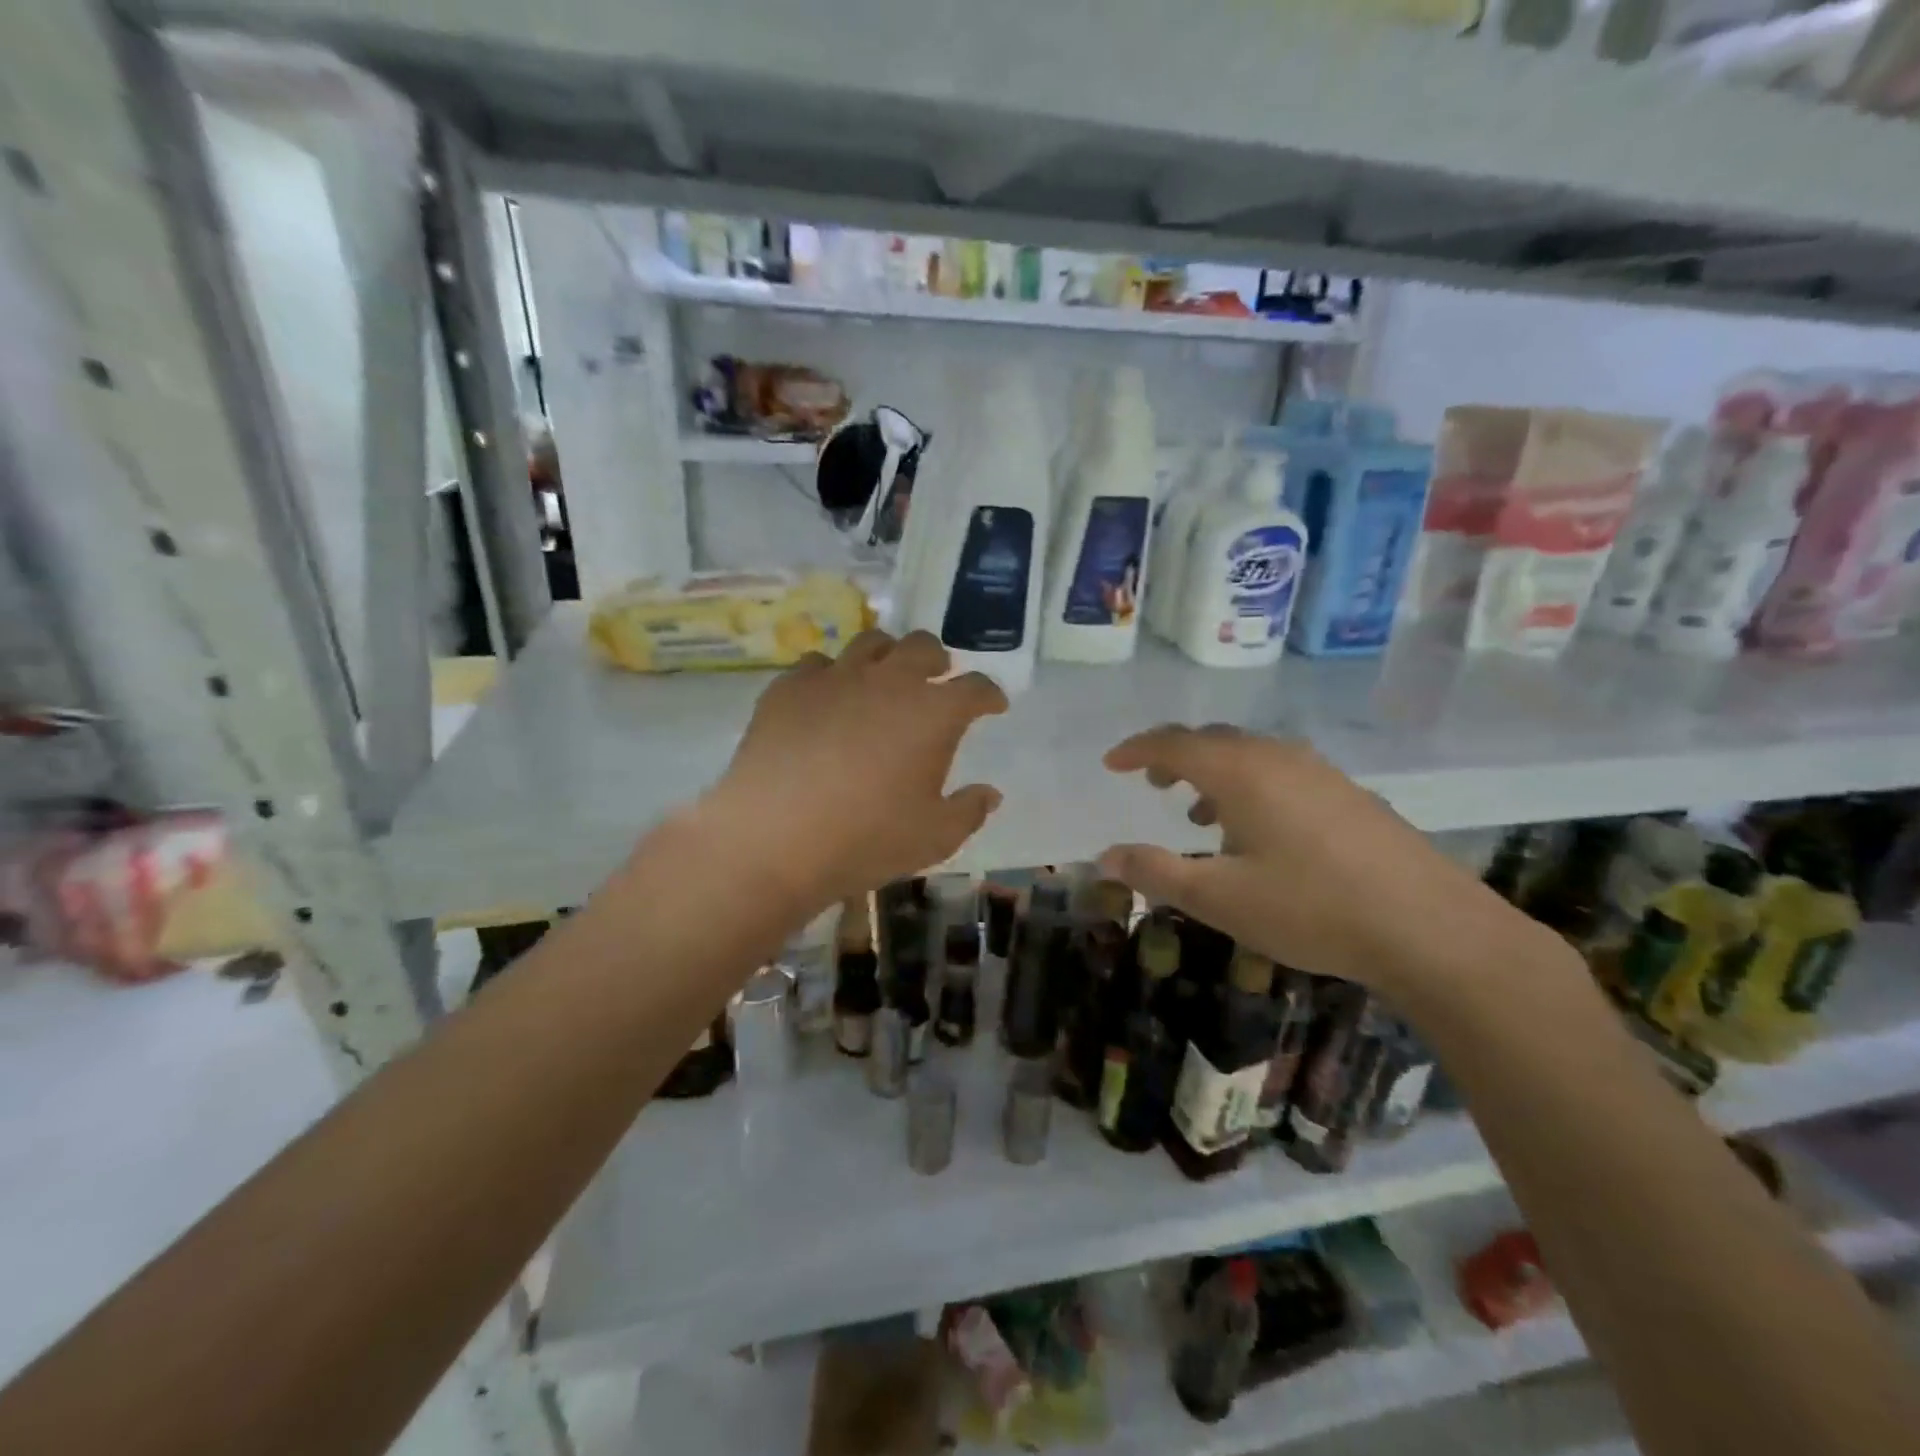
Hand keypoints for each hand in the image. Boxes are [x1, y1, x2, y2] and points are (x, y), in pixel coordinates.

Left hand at [703, 629, 1007, 913]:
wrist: (774, 837)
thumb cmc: (867, 839)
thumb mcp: (934, 838)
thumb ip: (969, 811)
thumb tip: (990, 793)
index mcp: (933, 713)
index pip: (975, 688)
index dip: (988, 694)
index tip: (993, 704)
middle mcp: (889, 681)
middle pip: (923, 647)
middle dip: (938, 660)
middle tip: (937, 677)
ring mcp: (836, 677)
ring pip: (871, 642)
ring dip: (887, 655)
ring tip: (883, 676)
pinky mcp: (790, 687)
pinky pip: (818, 663)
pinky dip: (832, 675)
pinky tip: (827, 697)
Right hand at [1097, 725, 1503, 988]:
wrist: (1431, 928)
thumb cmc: (1311, 908)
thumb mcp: (1219, 898)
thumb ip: (1157, 872)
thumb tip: (1106, 856)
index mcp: (1241, 772)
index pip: (1174, 743)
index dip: (1136, 749)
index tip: (1111, 763)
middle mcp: (1279, 758)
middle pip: (1213, 740)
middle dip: (1175, 756)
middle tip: (1151, 781)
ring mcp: (1320, 773)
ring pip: (1251, 756)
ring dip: (1215, 774)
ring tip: (1200, 814)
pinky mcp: (1349, 795)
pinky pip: (1282, 772)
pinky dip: (1251, 787)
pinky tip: (1259, 832)